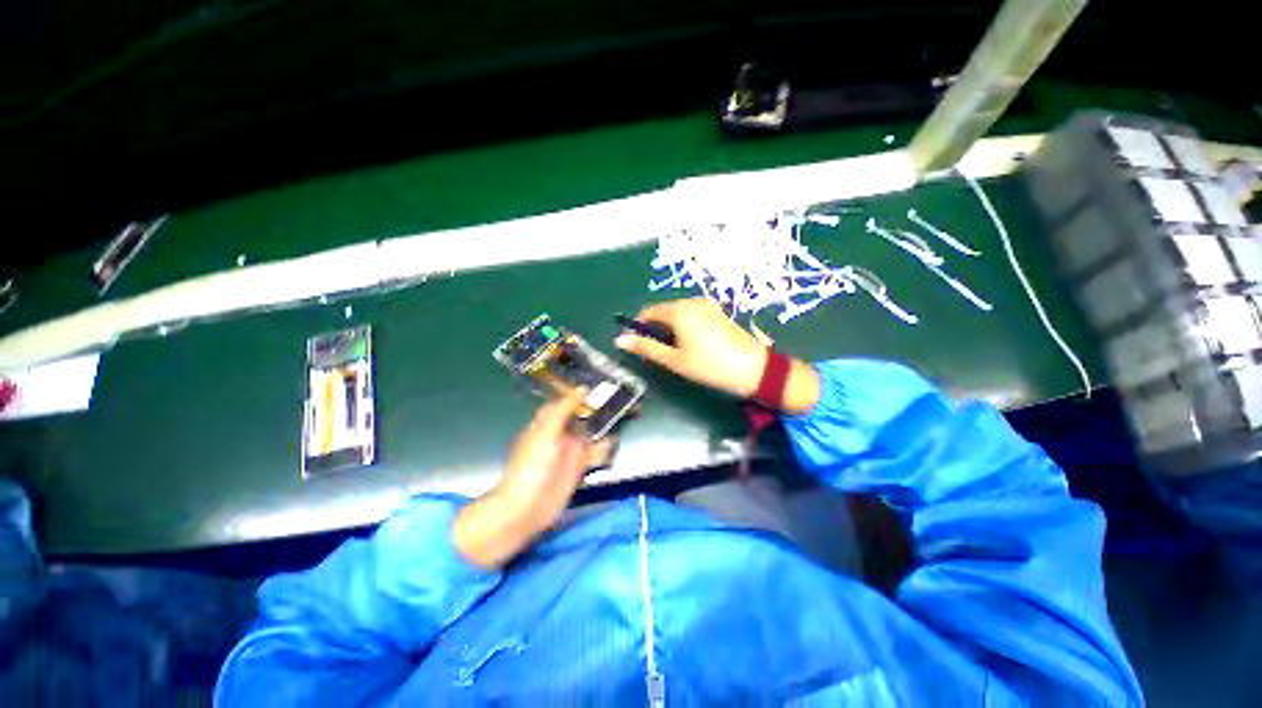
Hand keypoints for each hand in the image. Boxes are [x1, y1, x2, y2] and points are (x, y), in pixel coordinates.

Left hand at [453, 392, 613, 568]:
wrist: (527, 508)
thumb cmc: (531, 466)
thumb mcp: (546, 432)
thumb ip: (563, 410)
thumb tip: (582, 388)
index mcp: (547, 423)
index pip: (564, 403)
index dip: (579, 394)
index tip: (599, 384)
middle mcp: (559, 435)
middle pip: (580, 417)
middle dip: (596, 410)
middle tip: (618, 398)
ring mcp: (569, 452)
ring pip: (589, 435)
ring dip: (603, 429)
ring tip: (622, 417)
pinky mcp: (578, 468)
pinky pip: (594, 454)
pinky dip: (603, 449)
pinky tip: (611, 445)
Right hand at [615, 297, 821, 414]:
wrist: (753, 368)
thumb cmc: (709, 366)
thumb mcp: (674, 359)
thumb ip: (646, 347)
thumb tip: (620, 340)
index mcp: (679, 311)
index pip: (648, 312)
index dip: (638, 327)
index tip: (637, 345)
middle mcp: (692, 302)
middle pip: (663, 312)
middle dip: (656, 330)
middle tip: (659, 354)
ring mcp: (707, 305)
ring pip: (678, 313)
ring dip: (670, 329)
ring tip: (677, 352)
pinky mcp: (717, 312)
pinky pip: (692, 315)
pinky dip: (685, 327)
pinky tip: (693, 345)